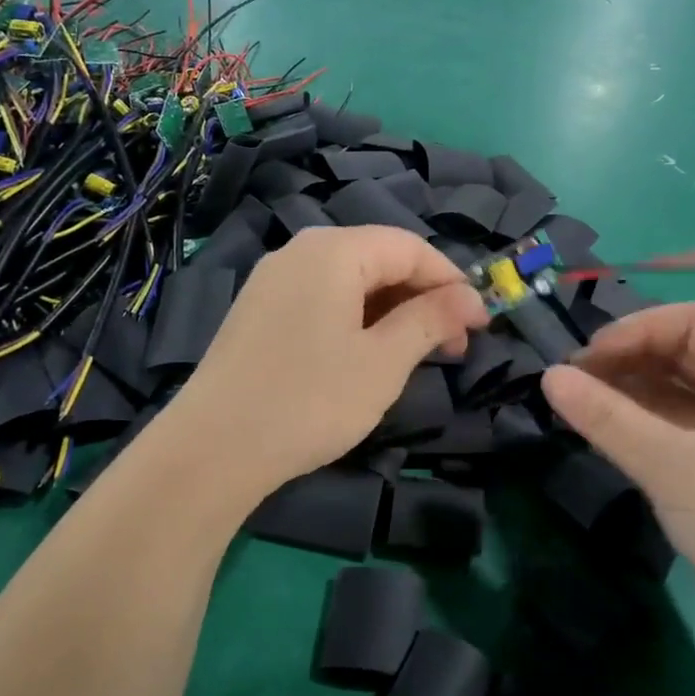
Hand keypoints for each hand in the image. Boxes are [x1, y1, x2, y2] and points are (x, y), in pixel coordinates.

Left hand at [156, 226, 486, 516]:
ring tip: (418, 355)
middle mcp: (301, 250)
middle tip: (454, 346)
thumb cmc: (310, 400)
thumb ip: (430, 320)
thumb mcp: (383, 362)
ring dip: (392, 311)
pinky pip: (322, 298)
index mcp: (334, 250)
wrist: (212, 448)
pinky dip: (356, 318)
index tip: (482, 323)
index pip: (410, 248)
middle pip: (379, 259)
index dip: (452, 282)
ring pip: (351, 281)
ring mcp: (274, 279)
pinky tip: (368, 354)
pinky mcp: (259, 309)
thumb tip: (470, 297)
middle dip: (423, 298)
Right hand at [540, 303, 694, 666]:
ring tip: (588, 409)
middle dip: (632, 360)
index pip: (693, 319)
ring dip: (638, 393)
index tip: (588, 358)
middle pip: (690, 352)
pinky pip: (694, 427)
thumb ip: (604, 415)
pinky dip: (655, 424)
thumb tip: (549, 376)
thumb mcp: (667, 464)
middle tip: (579, 384)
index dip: (636, 329)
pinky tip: (619, 438)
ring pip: (690, 392)